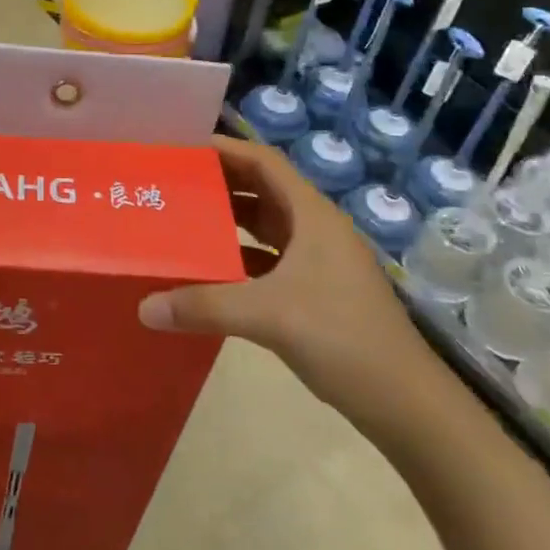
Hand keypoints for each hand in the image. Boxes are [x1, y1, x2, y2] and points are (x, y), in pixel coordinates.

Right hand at [138, 136, 437, 425]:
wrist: (405, 401)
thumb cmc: (342, 338)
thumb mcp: (268, 315)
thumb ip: (204, 306)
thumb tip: (144, 308)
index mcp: (312, 215)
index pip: (264, 162)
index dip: (226, 149)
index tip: (183, 148)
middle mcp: (316, 229)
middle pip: (263, 189)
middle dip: (220, 182)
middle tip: (173, 182)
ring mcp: (319, 261)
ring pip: (266, 225)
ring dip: (229, 219)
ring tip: (183, 219)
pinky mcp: (317, 290)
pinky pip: (270, 258)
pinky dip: (240, 256)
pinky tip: (210, 270)